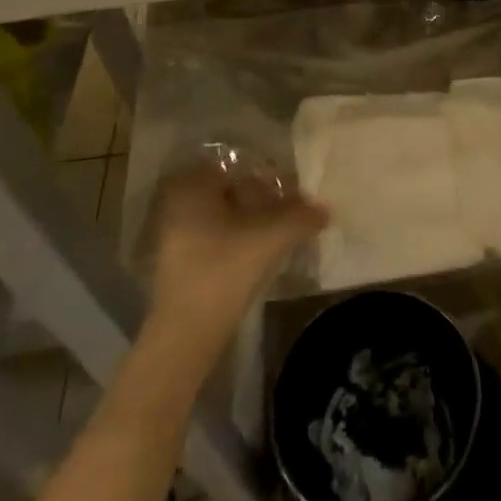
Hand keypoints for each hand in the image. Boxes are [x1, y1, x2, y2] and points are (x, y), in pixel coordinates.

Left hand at [149, 165, 328, 356]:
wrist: (187, 334)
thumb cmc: (224, 270)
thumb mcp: (271, 237)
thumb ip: (301, 216)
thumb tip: (325, 209)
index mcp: (193, 187)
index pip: (236, 166)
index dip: (266, 174)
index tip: (289, 188)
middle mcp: (178, 205)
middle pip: (230, 191)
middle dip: (261, 198)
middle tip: (290, 210)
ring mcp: (176, 236)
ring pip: (224, 217)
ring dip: (252, 221)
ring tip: (281, 233)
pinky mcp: (181, 264)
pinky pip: (216, 238)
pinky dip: (239, 241)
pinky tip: (262, 254)